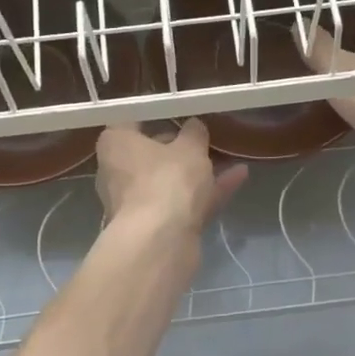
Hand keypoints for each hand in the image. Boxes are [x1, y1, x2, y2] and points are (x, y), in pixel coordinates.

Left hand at [95, 119, 247, 235]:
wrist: (161, 242)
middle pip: (150, 154)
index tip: (179, 112)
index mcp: (116, 145)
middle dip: (179, 148)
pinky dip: (207, 191)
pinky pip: (184, 202)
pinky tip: (238, 177)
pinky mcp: (156, 227)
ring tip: (229, 156)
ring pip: (170, 181)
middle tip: (206, 137)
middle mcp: (118, 173)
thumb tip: (194, 126)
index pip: (130, 122)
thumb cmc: (166, 180)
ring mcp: (136, 203)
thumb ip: (194, 133)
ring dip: (198, 171)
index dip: (156, 115)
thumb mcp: (189, 147)